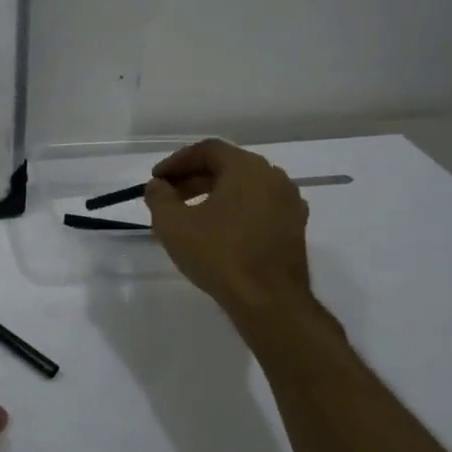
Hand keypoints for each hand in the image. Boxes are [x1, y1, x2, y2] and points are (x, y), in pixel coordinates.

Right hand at [144, 139, 312, 311]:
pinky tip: (216, 230)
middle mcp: (274, 178)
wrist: (269, 301)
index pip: (208, 150)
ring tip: (188, 214)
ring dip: (213, 193)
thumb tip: (158, 186)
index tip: (157, 179)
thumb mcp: (173, 224)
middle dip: (193, 178)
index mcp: (248, 168)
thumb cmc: (219, 254)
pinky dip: (234, 209)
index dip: (177, 161)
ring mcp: (289, 203)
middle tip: (168, 195)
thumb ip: (159, 197)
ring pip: (244, 187)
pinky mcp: (294, 228)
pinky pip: (258, 206)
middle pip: (227, 166)